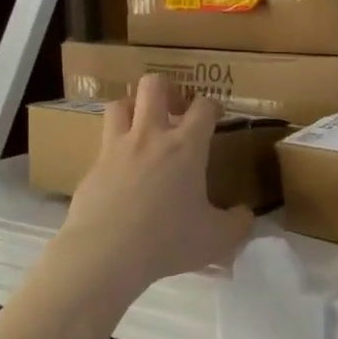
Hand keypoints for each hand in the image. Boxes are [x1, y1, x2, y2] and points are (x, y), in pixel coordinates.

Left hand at [56, 74, 254, 292]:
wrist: (105, 253)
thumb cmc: (168, 240)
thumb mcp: (217, 239)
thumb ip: (237, 223)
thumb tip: (245, 215)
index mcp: (185, 147)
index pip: (203, 107)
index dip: (213, 106)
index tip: (216, 116)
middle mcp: (149, 137)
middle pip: (153, 85)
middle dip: (167, 89)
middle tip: (175, 110)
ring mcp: (116, 149)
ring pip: (120, 104)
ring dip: (134, 108)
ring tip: (143, 128)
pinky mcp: (92, 168)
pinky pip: (103, 144)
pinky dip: (116, 149)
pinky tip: (123, 173)